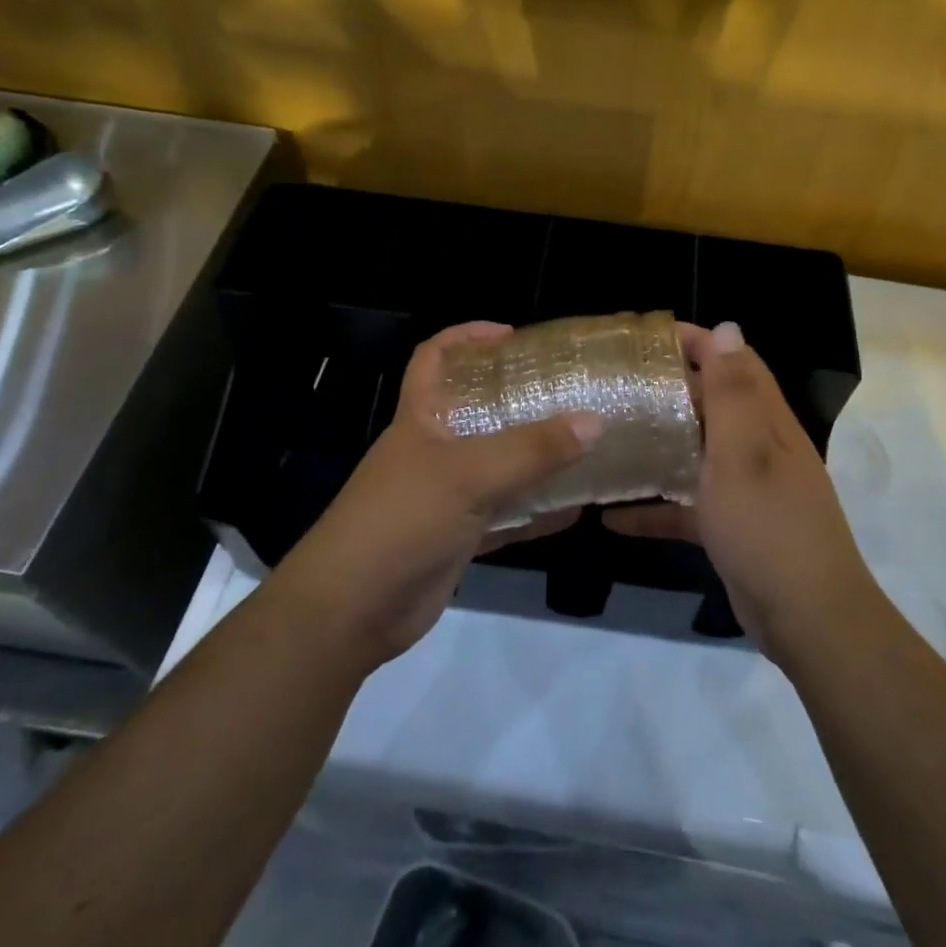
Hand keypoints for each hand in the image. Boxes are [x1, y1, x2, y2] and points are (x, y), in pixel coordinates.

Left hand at [268, 322, 598, 670]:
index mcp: (421, 418)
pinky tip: (574, 510)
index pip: (434, 357)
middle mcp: (433, 450)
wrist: (352, 610)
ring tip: (583, 444)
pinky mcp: (457, 537)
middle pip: (476, 409)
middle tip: (566, 392)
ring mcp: (445, 495)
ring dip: (534, 457)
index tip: (512, 336)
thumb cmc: (402, 520)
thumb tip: (593, 421)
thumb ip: (531, 450)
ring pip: (496, 465)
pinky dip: (535, 513)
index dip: (467, 336)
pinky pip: (505, 516)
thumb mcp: (468, 475)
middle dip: (516, 398)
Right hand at [605, 322, 877, 661]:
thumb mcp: (744, 454)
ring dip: (660, 443)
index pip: (734, 362)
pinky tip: (612, 517)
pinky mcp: (730, 526)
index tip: (647, 338)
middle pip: (712, 403)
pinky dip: (655, 506)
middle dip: (670, 387)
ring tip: (610, 434)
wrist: (807, 619)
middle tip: (617, 383)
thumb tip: (726, 328)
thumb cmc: (769, 527)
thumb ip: (732, 393)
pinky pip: (687, 506)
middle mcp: (758, 447)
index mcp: (766, 422)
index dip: (698, 342)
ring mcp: (744, 488)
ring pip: (697, 452)